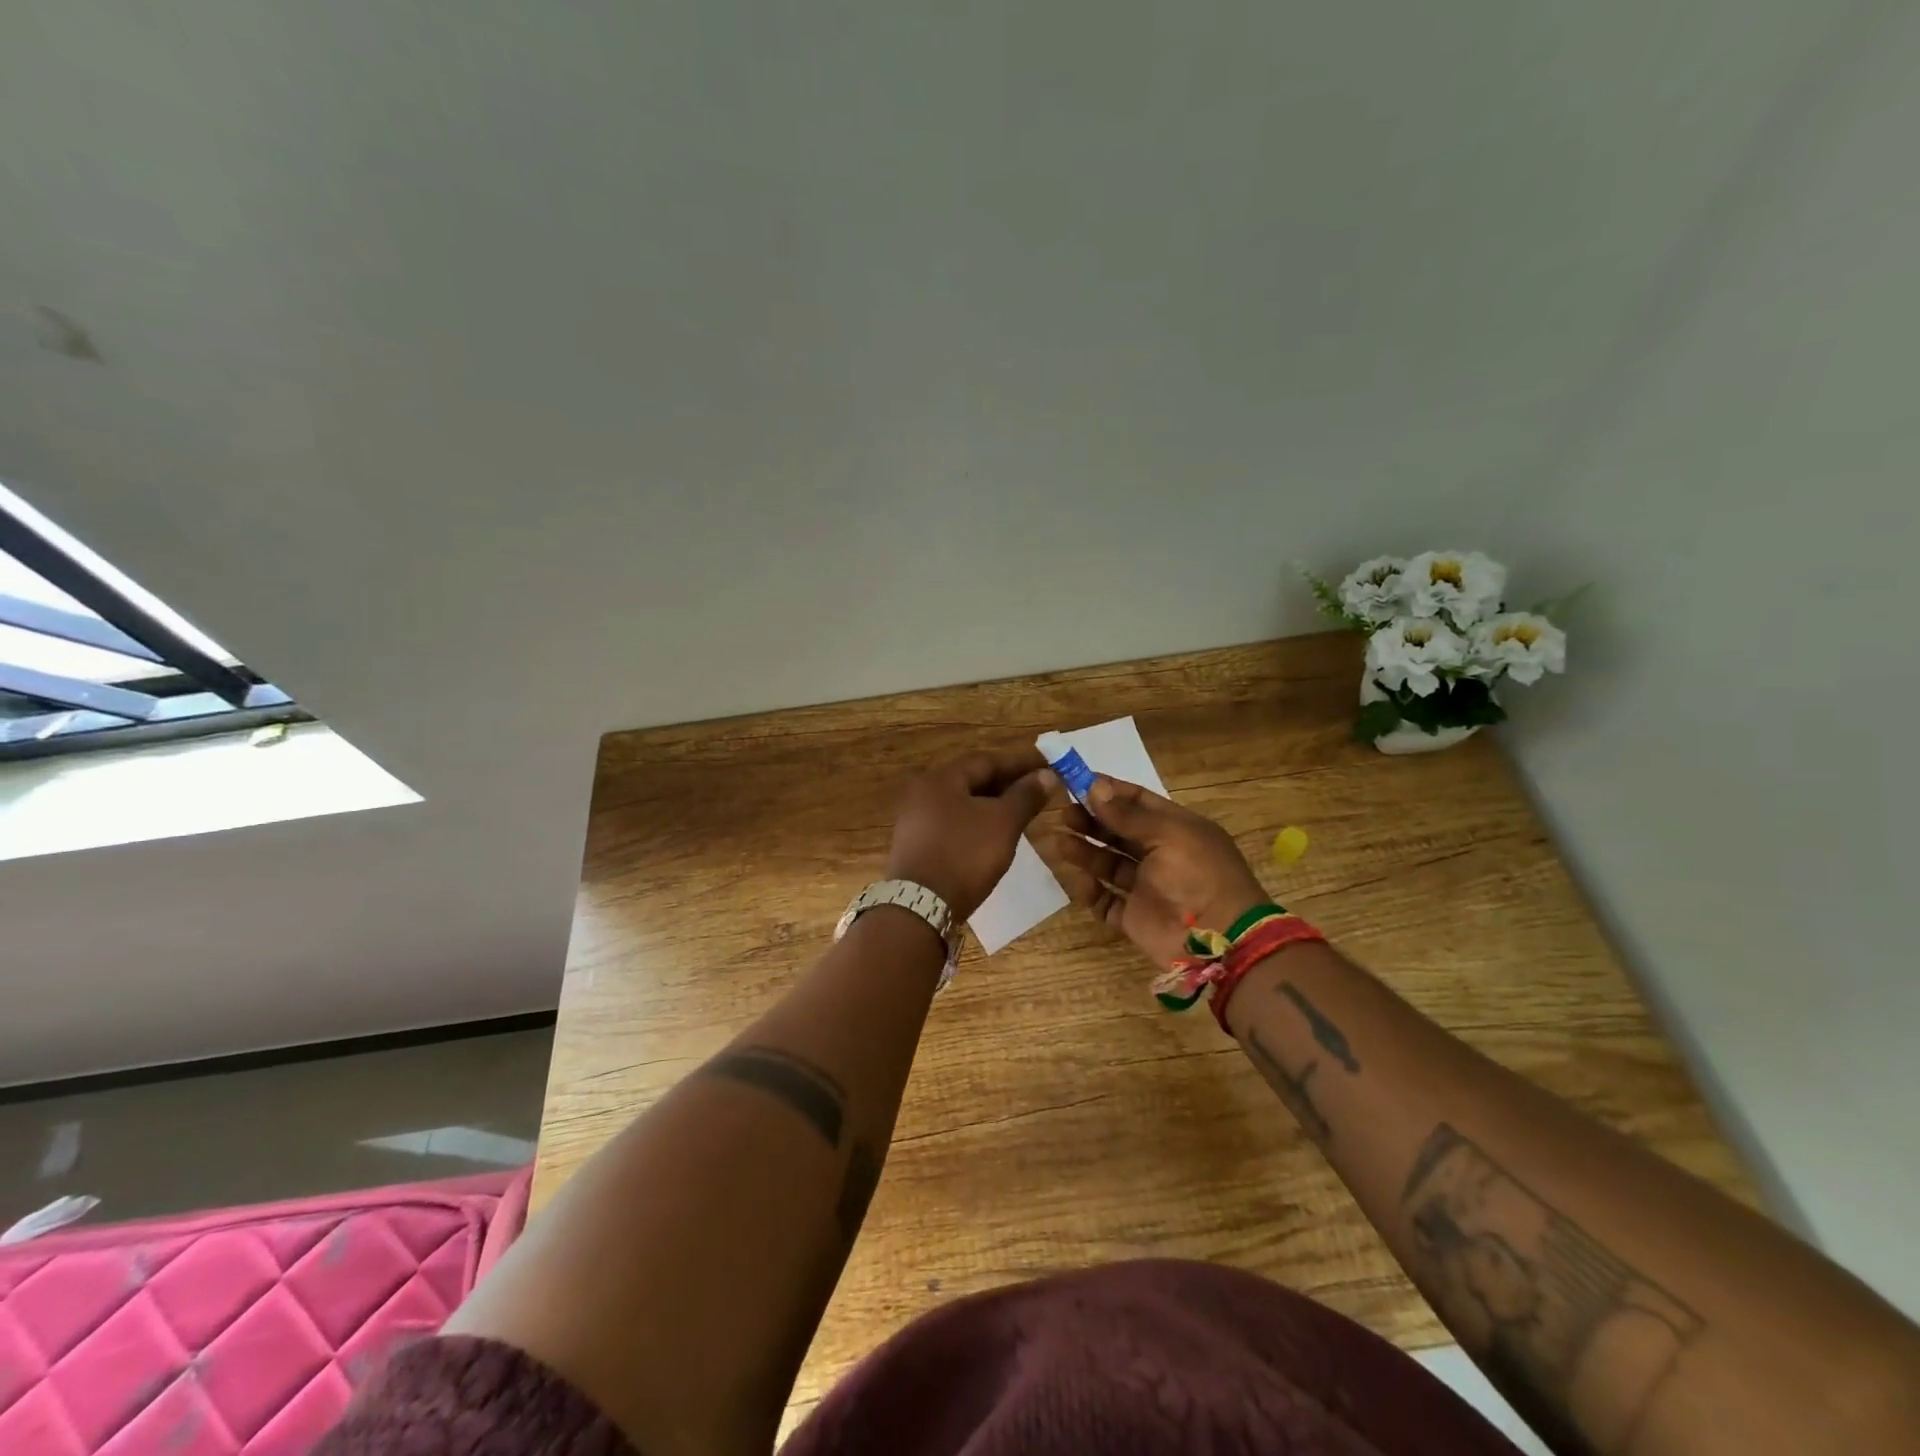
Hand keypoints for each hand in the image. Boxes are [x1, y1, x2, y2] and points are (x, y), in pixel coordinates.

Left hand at [885, 749, 1054, 920]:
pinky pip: (954, 822)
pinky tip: (996, 834)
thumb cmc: (965, 854)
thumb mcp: (1003, 823)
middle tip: (1038, 789)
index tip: (1048, 766)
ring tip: (1022, 812)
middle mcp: (924, 791)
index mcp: (942, 778)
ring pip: (963, 802)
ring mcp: (917, 819)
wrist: (921, 906)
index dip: (1020, 763)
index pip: (987, 760)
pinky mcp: (917, 844)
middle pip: (972, 779)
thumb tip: (1046, 774)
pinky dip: (977, 822)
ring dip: (993, 804)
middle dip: (1007, 783)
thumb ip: (1025, 796)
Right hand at [1035, 776, 1267, 967]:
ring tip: (1059, 841)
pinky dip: (1090, 891)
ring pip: (1108, 864)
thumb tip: (1094, 786)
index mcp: (1176, 829)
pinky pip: (1105, 901)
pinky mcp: (1134, 918)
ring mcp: (1146, 887)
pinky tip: (1080, 880)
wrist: (1220, 940)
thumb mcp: (1168, 834)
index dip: (1109, 792)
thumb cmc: (1199, 874)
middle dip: (1091, 821)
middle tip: (1064, 813)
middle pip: (1118, 832)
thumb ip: (1127, 815)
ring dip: (1085, 851)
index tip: (1077, 782)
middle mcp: (1160, 855)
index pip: (1138, 802)